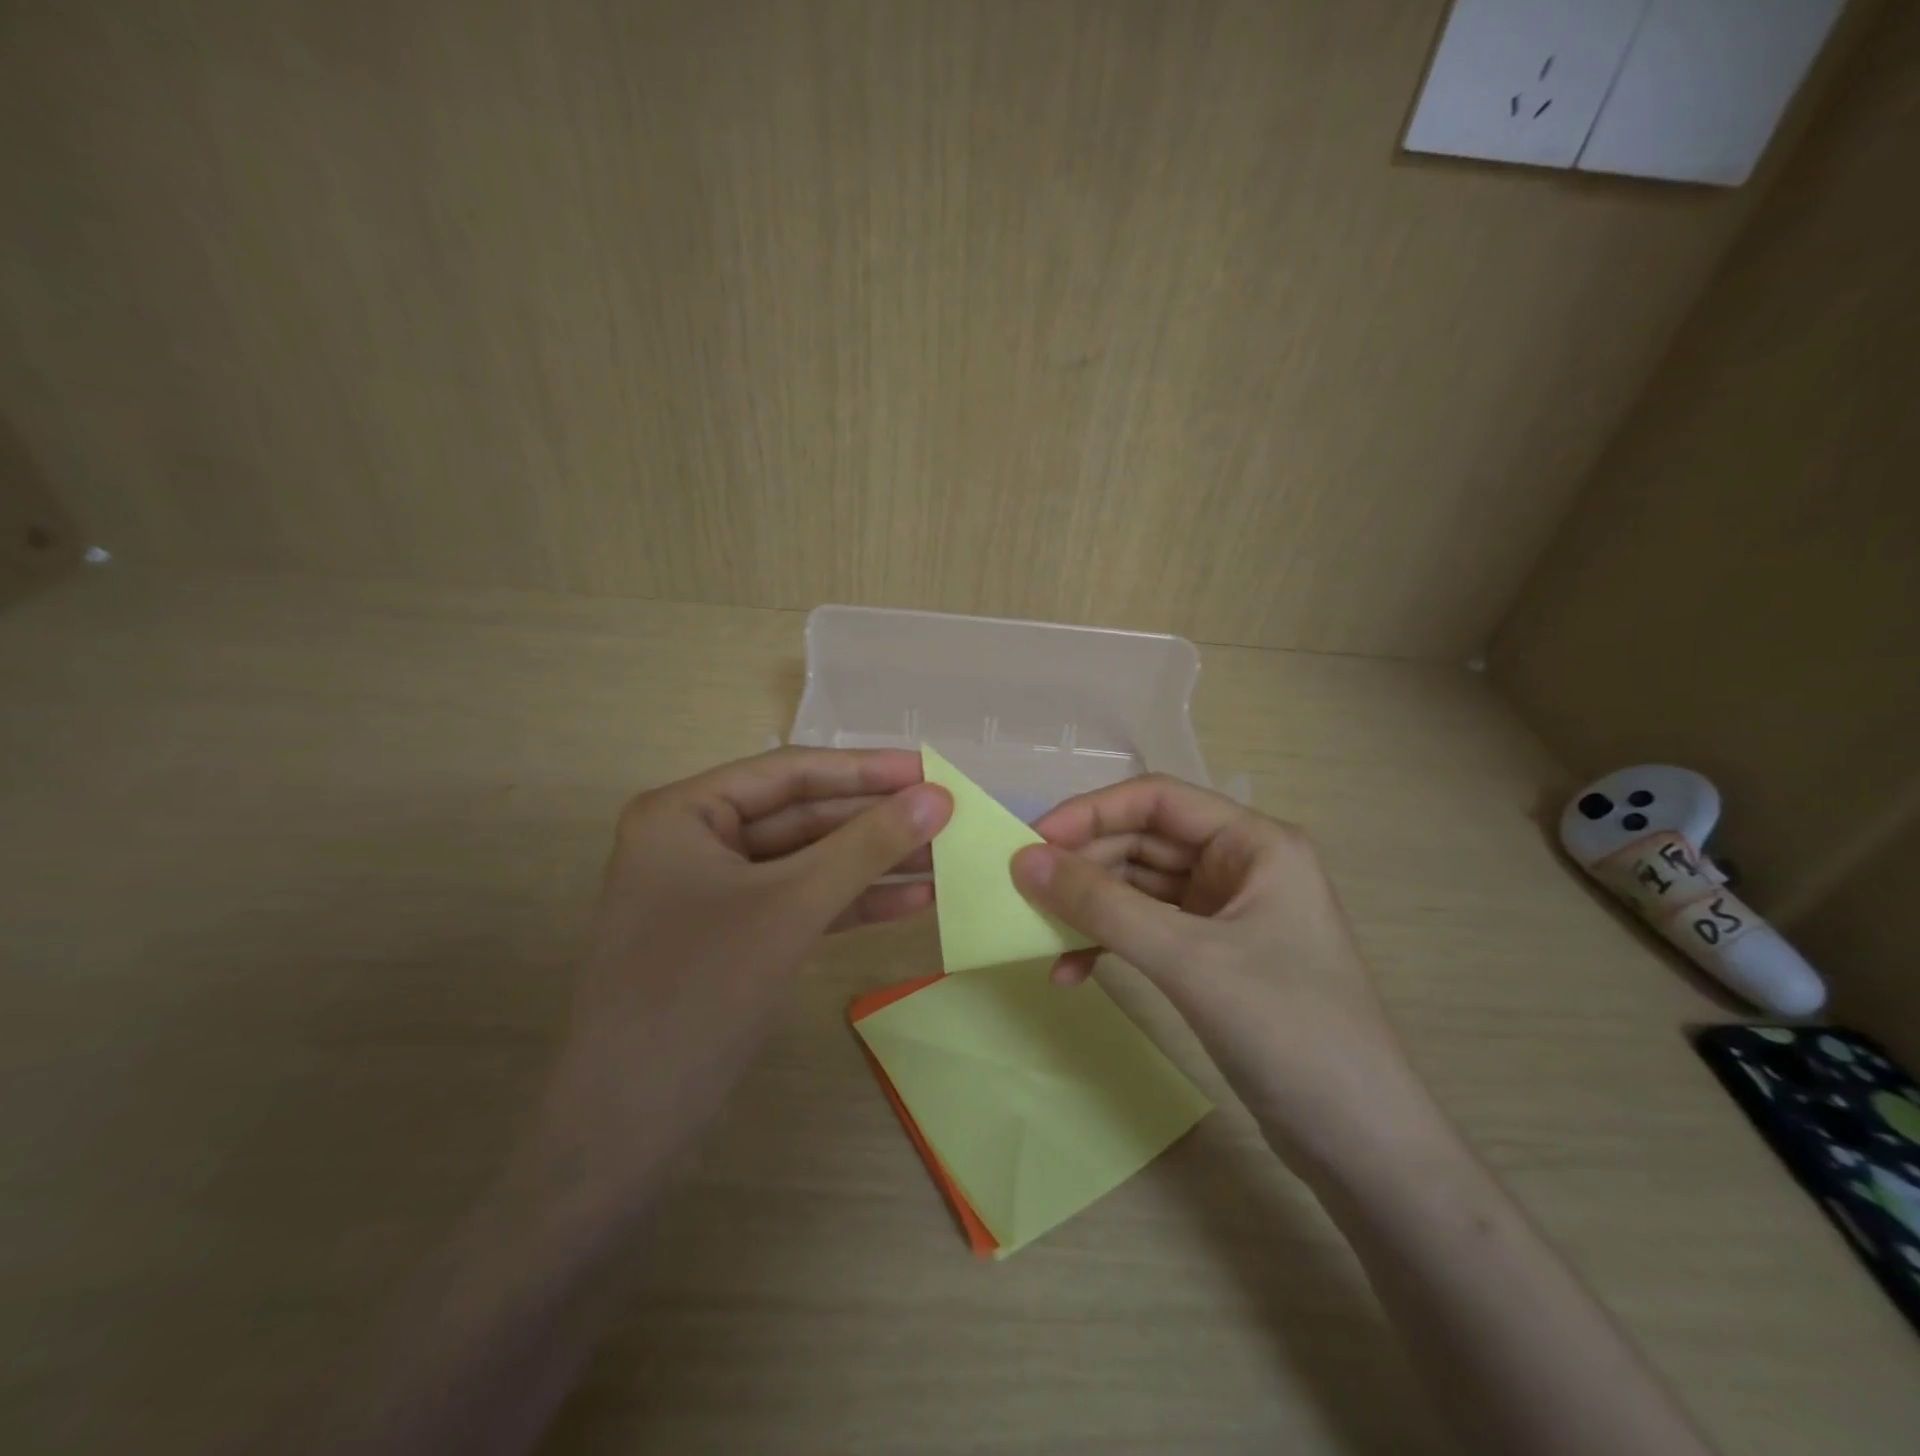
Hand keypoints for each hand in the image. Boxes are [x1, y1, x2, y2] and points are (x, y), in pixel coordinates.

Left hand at [521, 748, 951, 1221]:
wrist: (626, 1130)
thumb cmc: (698, 994)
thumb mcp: (789, 908)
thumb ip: (865, 847)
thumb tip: (938, 797)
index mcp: (684, 813)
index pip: (788, 773)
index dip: (865, 770)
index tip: (930, 769)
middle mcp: (697, 842)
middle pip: (802, 816)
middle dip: (874, 821)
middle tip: (948, 815)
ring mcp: (717, 893)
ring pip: (809, 863)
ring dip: (874, 863)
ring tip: (945, 857)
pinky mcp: (737, 938)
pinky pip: (803, 904)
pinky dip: (854, 903)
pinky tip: (913, 902)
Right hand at [1012, 776, 1424, 1160]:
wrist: (1360, 1145)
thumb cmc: (1288, 1031)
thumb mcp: (1188, 959)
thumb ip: (1102, 905)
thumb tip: (1023, 860)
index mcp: (1253, 843)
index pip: (1156, 800)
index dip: (1090, 813)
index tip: (1032, 841)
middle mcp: (1239, 865)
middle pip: (1142, 842)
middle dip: (1083, 866)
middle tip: (1023, 891)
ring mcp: (1225, 913)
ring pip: (1138, 888)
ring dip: (1089, 909)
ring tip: (1039, 935)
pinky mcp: (1212, 956)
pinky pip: (1145, 930)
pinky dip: (1107, 944)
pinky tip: (1071, 973)